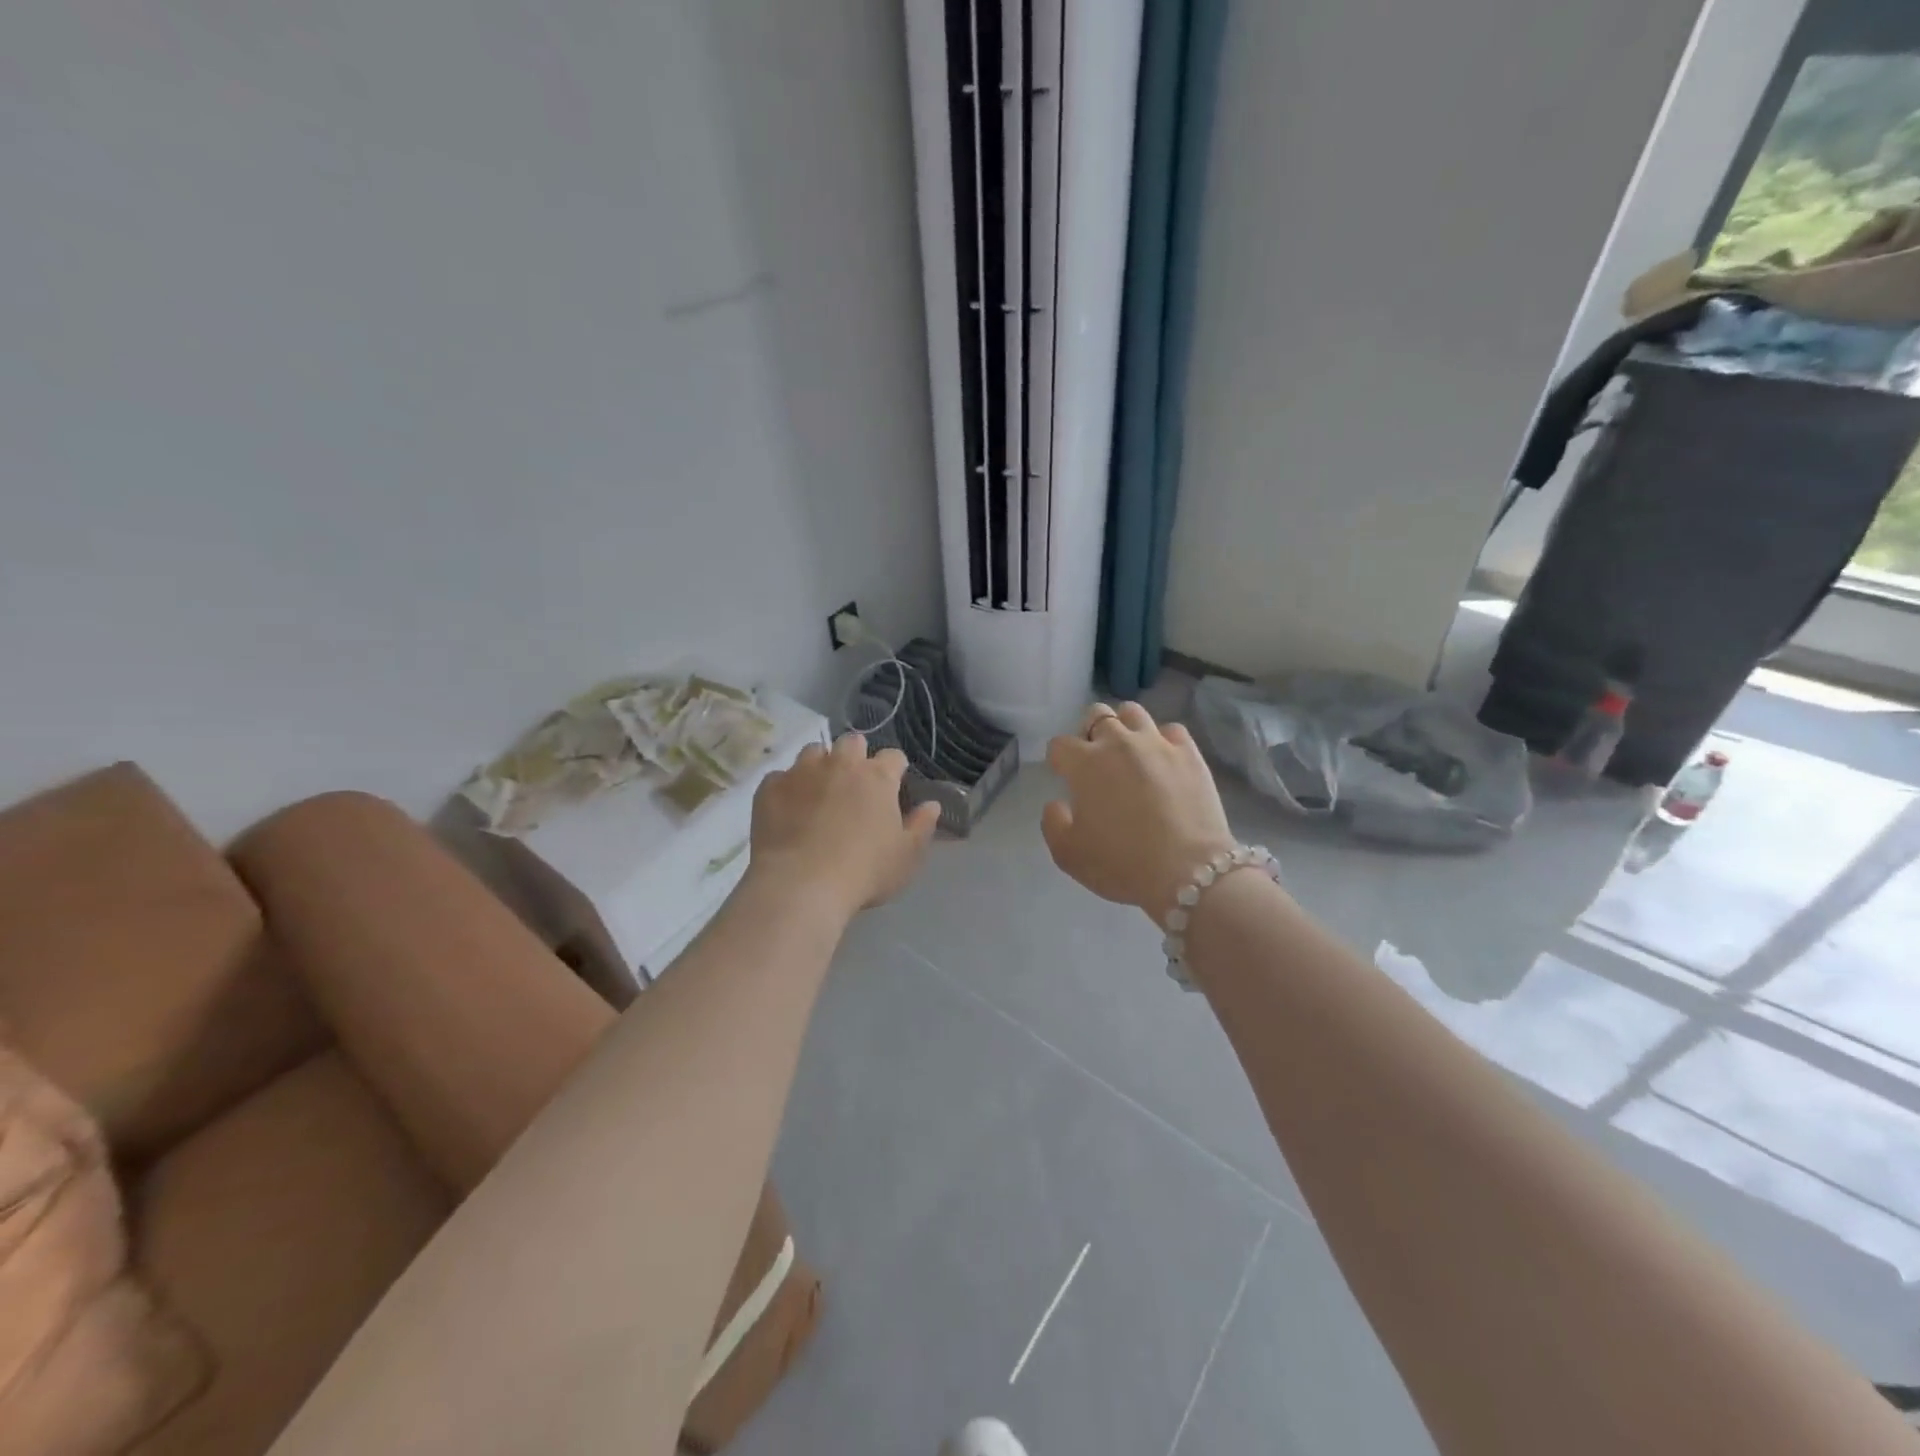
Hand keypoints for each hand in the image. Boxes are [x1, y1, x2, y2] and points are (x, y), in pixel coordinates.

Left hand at [749, 732, 941, 918]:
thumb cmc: (864, 872)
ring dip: (820, 766)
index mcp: (877, 777)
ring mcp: (802, 772)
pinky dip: (787, 788)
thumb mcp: (907, 857)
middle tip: (854, 788)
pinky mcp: (770, 787)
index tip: (892, 789)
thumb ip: (922, 827)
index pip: (893, 756)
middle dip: (856, 757)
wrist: (801, 885)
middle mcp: (841, 764)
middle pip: (852, 743)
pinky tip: (788, 811)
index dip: (894, 770)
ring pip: (814, 752)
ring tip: (818, 794)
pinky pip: (781, 777)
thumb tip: (932, 805)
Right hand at [1042, 702, 1236, 922]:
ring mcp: (1157, 743)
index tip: (1065, 777)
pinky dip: (1163, 741)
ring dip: (1125, 728)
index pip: (1060, 745)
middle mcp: (1119, 742)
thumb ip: (1052, 823)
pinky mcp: (1190, 753)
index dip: (1059, 760)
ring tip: (1129, 753)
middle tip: (1096, 761)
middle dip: (1090, 733)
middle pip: (1097, 715)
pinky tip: (1163, 761)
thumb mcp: (1068, 855)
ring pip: (1133, 713)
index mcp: (1085, 764)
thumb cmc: (1121, 864)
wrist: (1188, 871)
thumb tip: (1057, 803)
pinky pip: (1171, 730)